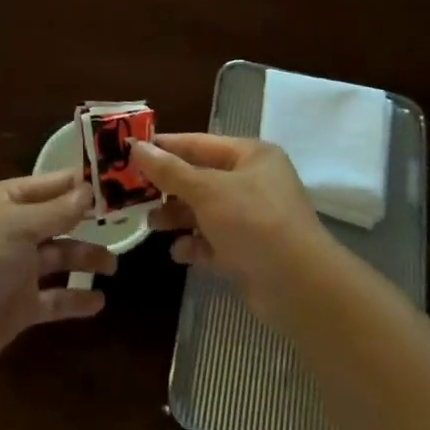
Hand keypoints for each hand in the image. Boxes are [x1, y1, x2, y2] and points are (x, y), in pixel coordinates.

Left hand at [0, 170, 115, 389]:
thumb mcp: (16, 228)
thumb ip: (56, 211)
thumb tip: (89, 189)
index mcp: (8, 203)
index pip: (52, 185)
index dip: (82, 182)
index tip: (119, 179)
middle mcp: (15, 232)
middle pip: (60, 221)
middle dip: (89, 221)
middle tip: (127, 222)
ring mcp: (17, 271)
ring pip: (60, 259)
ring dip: (86, 259)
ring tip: (114, 264)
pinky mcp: (20, 308)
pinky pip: (55, 300)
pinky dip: (75, 299)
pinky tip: (99, 302)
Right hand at [132, 134, 338, 325]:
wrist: (298, 286)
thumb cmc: (253, 221)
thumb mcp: (207, 190)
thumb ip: (170, 171)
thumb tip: (137, 147)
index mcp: (251, 156)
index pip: (199, 143)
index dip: (165, 147)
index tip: (131, 151)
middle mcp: (254, 182)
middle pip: (201, 178)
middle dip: (169, 187)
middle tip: (132, 193)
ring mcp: (253, 219)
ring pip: (205, 212)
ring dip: (178, 217)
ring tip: (150, 224)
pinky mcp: (250, 252)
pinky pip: (214, 242)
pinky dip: (195, 245)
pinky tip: (178, 252)